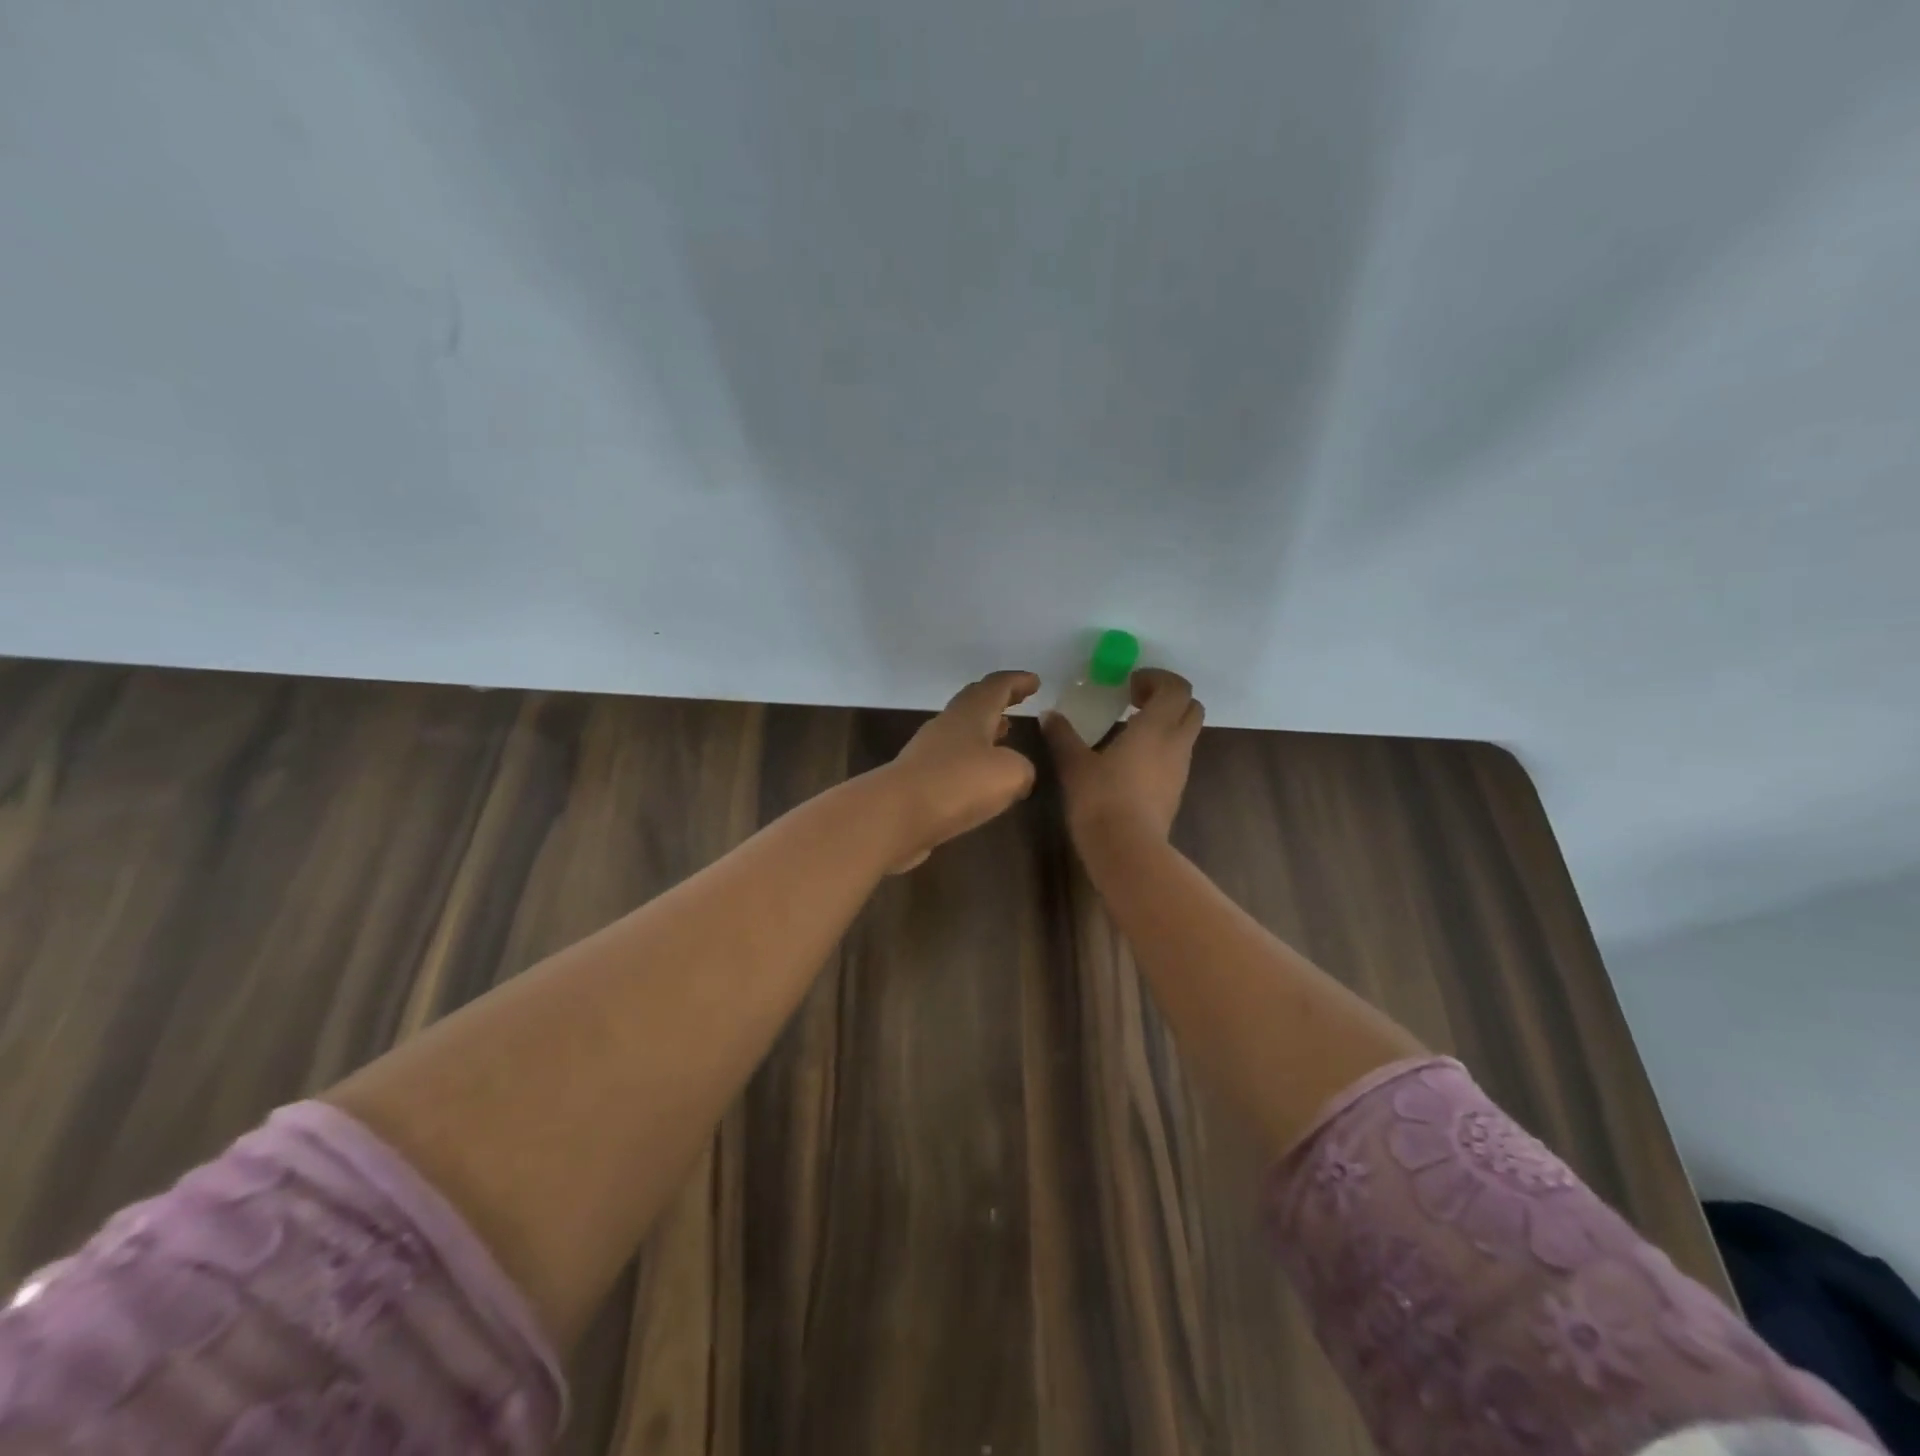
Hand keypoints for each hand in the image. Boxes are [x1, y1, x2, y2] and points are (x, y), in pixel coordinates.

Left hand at [878, 670, 1041, 872]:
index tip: (1034, 681)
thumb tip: (1018, 772)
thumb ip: (1022, 768)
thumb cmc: (958, 783)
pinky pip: (951, 761)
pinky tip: (980, 777)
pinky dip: (970, 759)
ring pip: (961, 731)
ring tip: (1004, 734)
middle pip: (974, 702)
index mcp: (971, 713)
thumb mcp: (1010, 774)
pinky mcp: (918, 780)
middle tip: (1017, 700)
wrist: (896, 815)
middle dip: (998, 700)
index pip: (996, 686)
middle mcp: (947, 725)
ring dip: (984, 729)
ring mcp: (928, 752)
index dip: (1017, 682)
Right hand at [1042, 668, 1203, 847]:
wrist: (1127, 850)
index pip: (1176, 688)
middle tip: (1134, 701)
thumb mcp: (1074, 765)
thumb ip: (1063, 736)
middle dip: (1167, 698)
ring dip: (1165, 723)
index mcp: (1156, 727)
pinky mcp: (1176, 791)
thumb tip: (1048, 715)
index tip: (1129, 684)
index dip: (1157, 679)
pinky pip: (1176, 757)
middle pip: (1191, 707)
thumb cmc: (1101, 799)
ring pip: (1186, 733)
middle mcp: (1176, 743)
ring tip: (1130, 730)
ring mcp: (1180, 769)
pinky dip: (1161, 747)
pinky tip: (1131, 761)